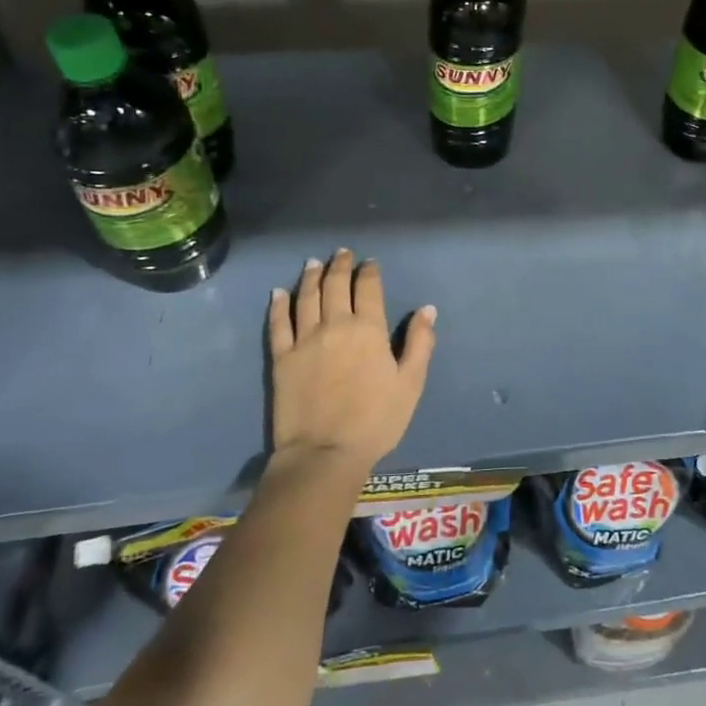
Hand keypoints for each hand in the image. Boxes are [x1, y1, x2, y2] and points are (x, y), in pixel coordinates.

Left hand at [268, 250, 436, 472]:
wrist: (325, 452)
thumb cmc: (376, 420)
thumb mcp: (410, 383)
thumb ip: (420, 343)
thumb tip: (427, 309)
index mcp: (369, 329)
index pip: (368, 289)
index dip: (369, 272)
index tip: (370, 263)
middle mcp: (335, 325)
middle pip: (335, 285)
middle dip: (340, 265)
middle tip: (342, 253)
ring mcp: (304, 340)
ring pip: (306, 297)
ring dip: (310, 276)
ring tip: (313, 263)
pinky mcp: (281, 358)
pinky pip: (278, 324)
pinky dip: (279, 305)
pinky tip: (279, 293)